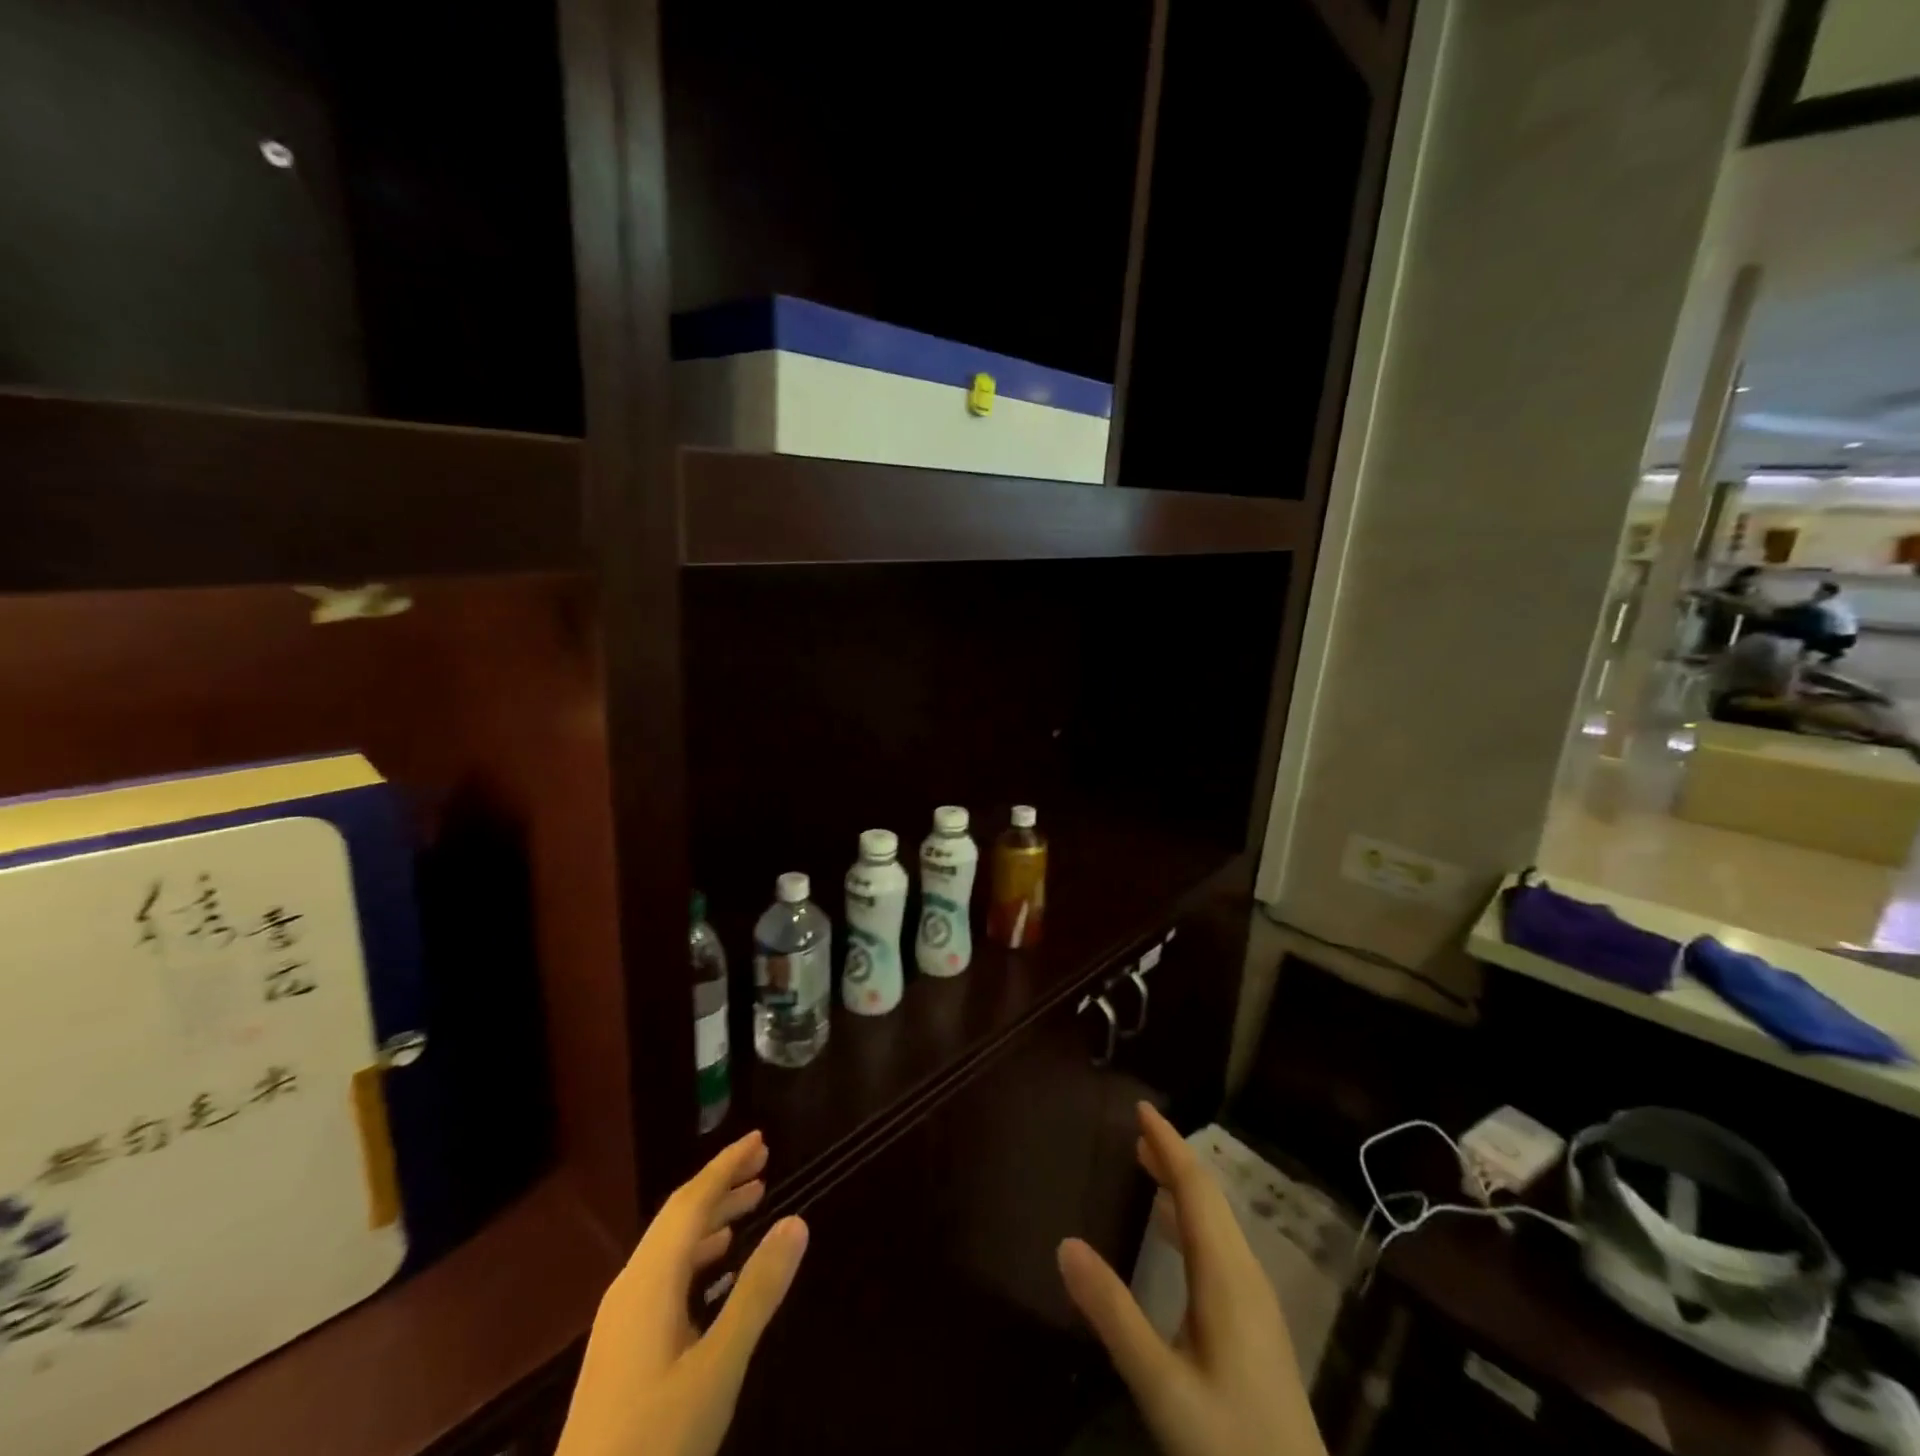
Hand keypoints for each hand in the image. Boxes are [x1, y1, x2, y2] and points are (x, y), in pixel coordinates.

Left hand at [557, 1131, 808, 1455]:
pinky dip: (696, 1254)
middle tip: (764, 1164)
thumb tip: (796, 1221)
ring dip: (710, 1219)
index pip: (692, 1201)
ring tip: (750, 1205)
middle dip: (721, 1185)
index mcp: (650, 1281)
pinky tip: (716, 1268)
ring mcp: (621, 1321)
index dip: (726, 1166)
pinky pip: (663, 1275)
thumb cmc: (656, 1442)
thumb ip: (757, 1291)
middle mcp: (631, 1288)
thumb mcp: (718, 1367)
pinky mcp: (620, 1350)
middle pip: (678, 1217)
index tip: (760, 1139)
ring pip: (670, 1247)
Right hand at [1058, 1104, 1326, 1455]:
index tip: (1141, 1108)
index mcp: (1226, 1274)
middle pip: (1209, 1198)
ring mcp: (1255, 1301)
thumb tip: (1064, 1243)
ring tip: (1146, 1165)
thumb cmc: (1230, 1446)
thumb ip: (1113, 1313)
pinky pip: (1220, 1246)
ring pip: (1217, 1222)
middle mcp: (1245, 1274)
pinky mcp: (1255, 1325)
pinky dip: (1191, 1219)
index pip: (1195, 1188)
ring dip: (1182, 1187)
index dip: (1168, 1144)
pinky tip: (1171, 1233)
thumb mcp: (1160, 1386)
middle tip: (1135, 1130)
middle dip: (1173, 1158)